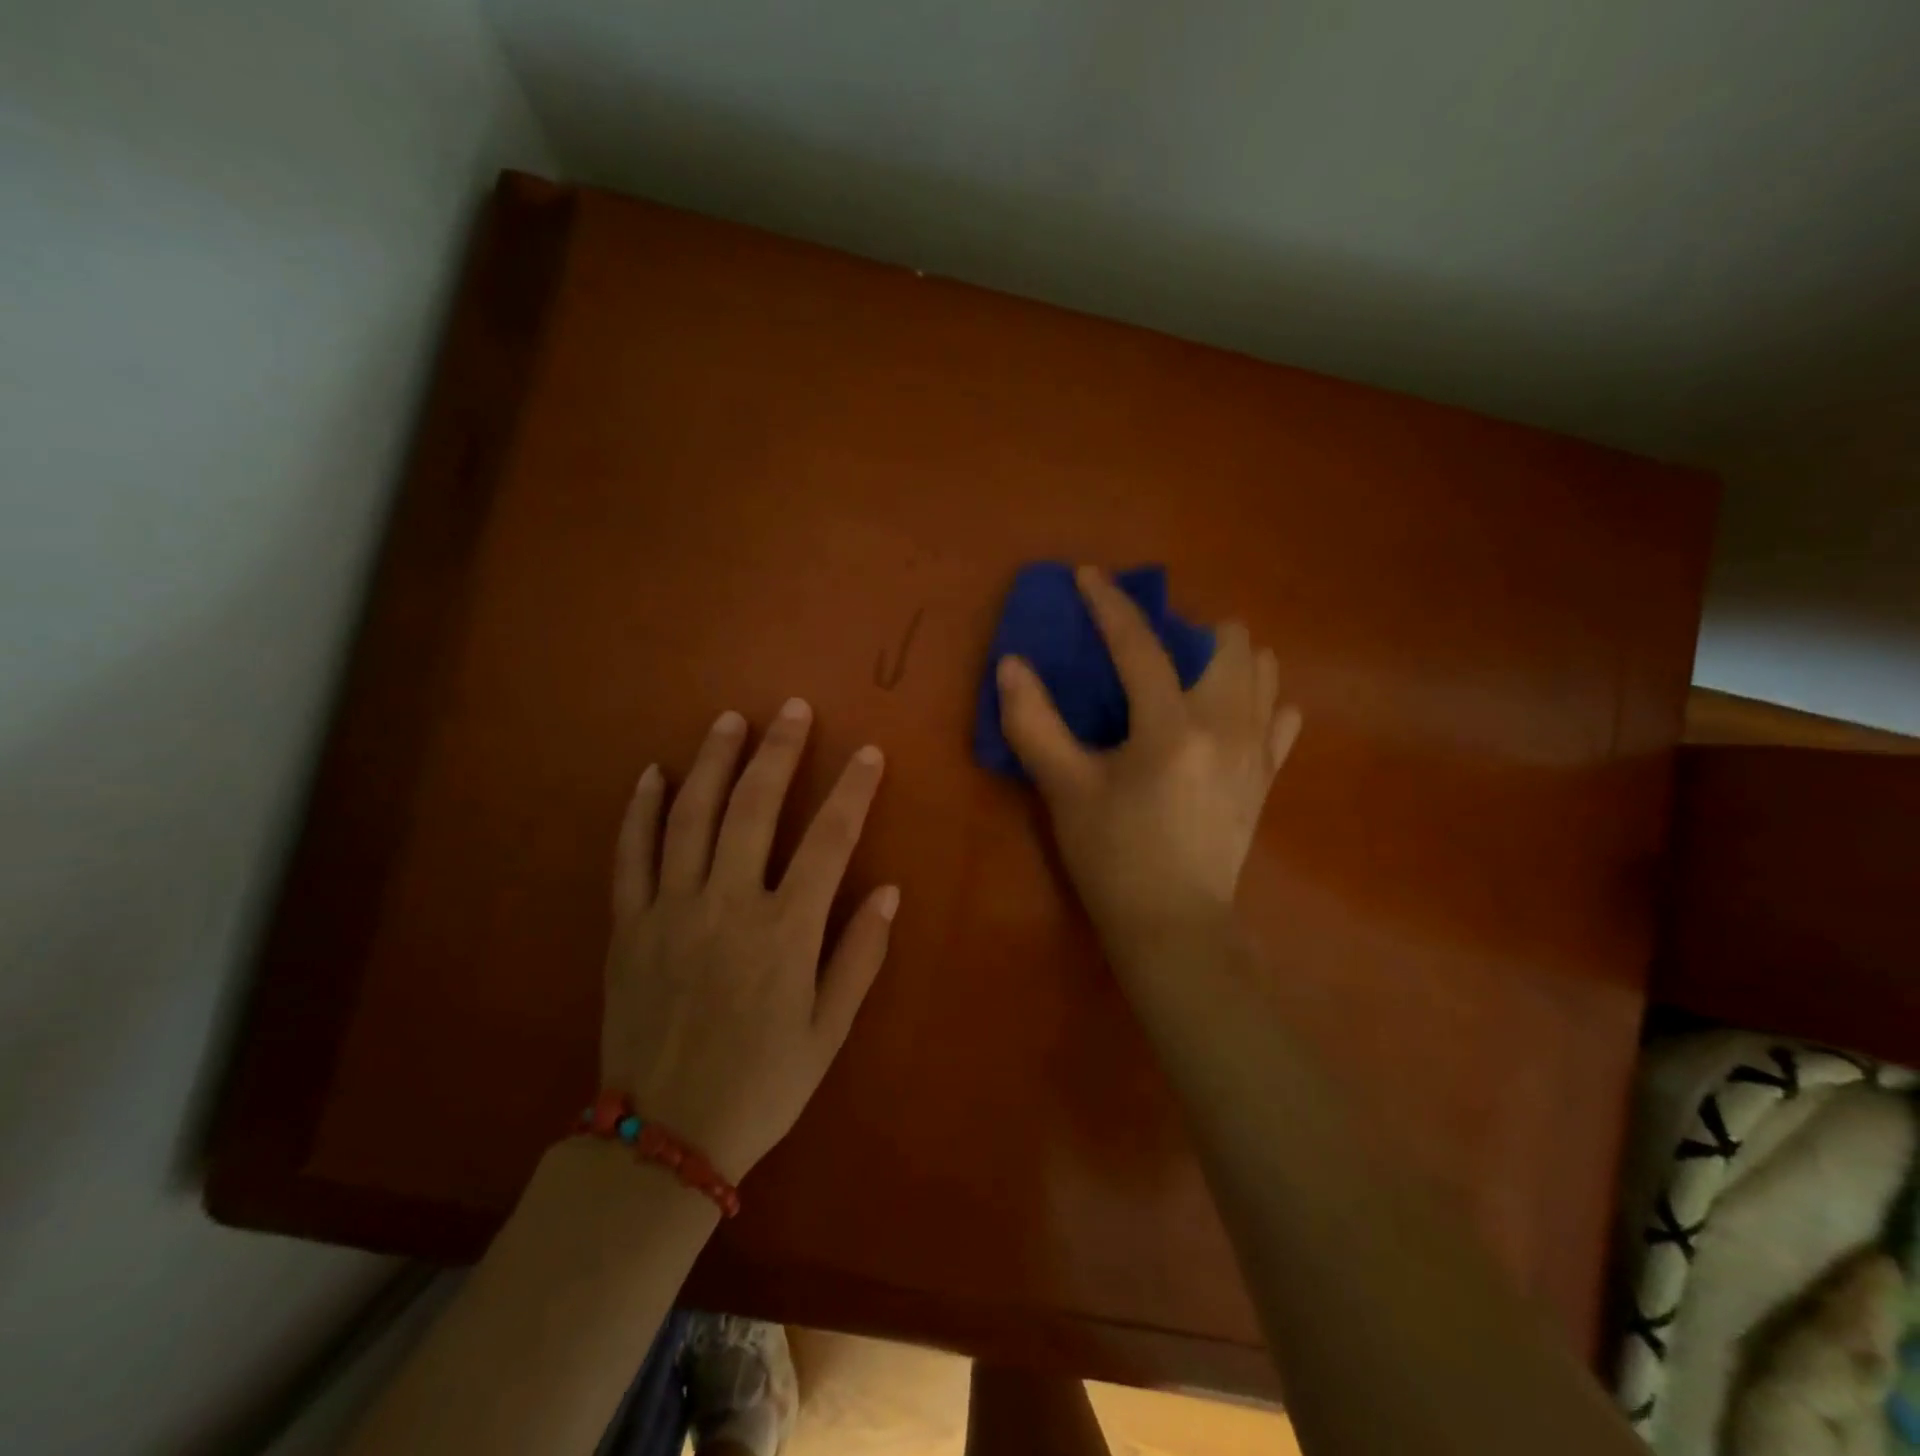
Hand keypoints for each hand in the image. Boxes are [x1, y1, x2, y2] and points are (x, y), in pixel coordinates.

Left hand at [600, 700, 897, 1182]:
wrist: (663, 1141)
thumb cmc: (760, 1085)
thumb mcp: (828, 1032)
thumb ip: (859, 956)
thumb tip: (889, 891)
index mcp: (784, 933)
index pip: (829, 841)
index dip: (852, 791)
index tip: (868, 753)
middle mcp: (727, 906)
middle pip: (754, 808)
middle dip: (778, 752)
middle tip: (792, 709)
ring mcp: (670, 910)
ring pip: (690, 817)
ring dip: (712, 762)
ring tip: (730, 720)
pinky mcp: (628, 926)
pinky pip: (631, 855)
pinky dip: (641, 810)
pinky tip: (653, 774)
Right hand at [996, 566, 1301, 963]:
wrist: (1173, 925)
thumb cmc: (1112, 858)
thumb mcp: (1064, 790)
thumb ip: (1034, 723)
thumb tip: (1011, 665)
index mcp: (1170, 728)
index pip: (1140, 645)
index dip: (1110, 604)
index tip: (1089, 576)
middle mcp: (1226, 726)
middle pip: (1229, 641)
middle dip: (1186, 630)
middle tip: (1147, 652)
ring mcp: (1257, 750)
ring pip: (1263, 669)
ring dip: (1225, 659)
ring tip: (1186, 678)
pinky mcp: (1268, 776)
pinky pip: (1281, 716)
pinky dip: (1257, 701)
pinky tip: (1226, 715)